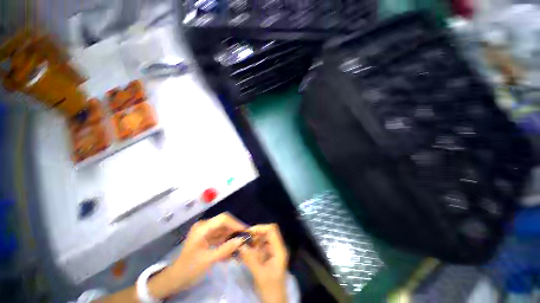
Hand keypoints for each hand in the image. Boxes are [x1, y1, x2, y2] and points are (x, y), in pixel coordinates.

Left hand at [149, 213, 246, 297]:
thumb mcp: (208, 260)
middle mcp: (205, 226)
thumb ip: (226, 249)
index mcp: (202, 228)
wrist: (175, 279)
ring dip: (232, 236)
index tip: (245, 231)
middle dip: (235, 229)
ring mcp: (206, 231)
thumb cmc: (189, 269)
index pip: (223, 219)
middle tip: (246, 237)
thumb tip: (242, 240)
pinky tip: (233, 249)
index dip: (235, 223)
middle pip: (224, 223)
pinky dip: (227, 241)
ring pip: (223, 229)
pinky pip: (220, 236)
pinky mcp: (207, 237)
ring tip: (241, 244)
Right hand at [239, 224, 288, 302]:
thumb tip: (240, 245)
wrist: (275, 302)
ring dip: (253, 240)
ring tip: (243, 245)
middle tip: (243, 239)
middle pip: (268, 232)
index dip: (260, 228)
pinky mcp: (268, 256)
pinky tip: (246, 251)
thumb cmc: (271, 289)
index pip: (272, 230)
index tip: (248, 233)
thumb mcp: (260, 275)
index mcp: (279, 249)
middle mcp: (277, 247)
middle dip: (255, 233)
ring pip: (263, 238)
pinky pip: (260, 246)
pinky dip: (253, 246)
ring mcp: (273, 251)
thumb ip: (250, 259)